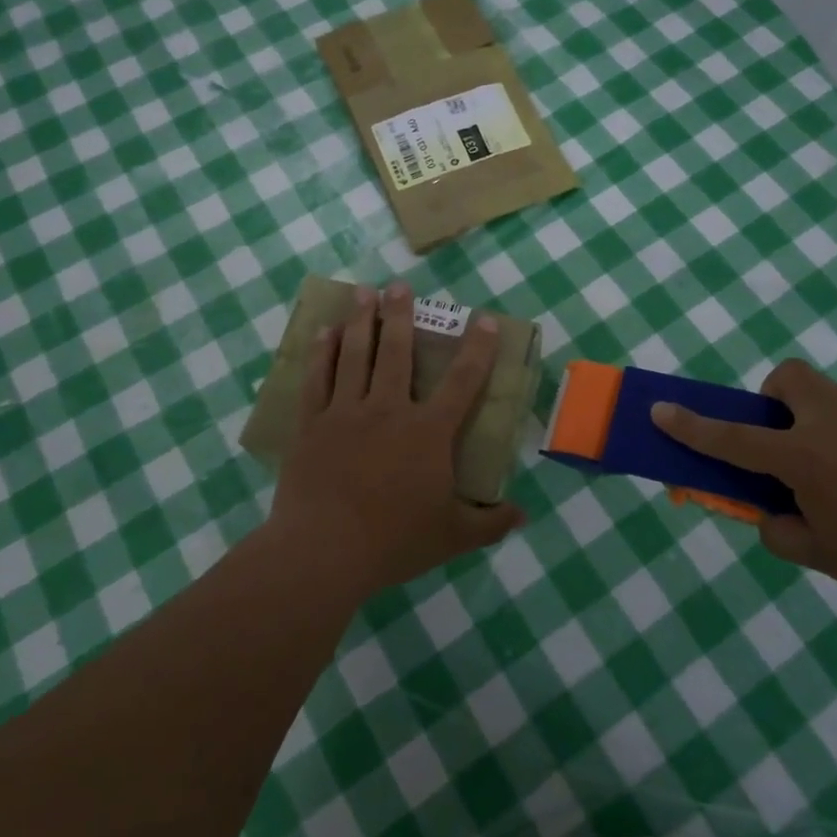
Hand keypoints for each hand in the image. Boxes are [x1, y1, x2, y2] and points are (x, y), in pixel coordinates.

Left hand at [268, 281, 523, 601]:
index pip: (462, 380)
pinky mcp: (313, 424)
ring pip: (356, 354)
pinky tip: (324, 333)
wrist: (323, 551)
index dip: (477, 348)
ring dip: (361, 320)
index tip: (483, 319)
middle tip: (399, 285)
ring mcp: (346, 412)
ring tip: (363, 292)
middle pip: (397, 351)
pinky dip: (322, 352)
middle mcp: (389, 410)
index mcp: (428, 432)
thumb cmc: (394, 541)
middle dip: (400, 314)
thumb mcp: (453, 536)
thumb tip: (523, 516)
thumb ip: (490, 523)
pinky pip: (318, 378)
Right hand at [652, 360, 836, 612]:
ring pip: (819, 393)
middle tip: (774, 445)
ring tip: (814, 472)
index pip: (732, 438)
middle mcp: (831, 425)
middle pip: (787, 379)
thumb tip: (772, 514)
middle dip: (769, 401)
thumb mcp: (821, 556)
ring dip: (800, 417)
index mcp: (803, 457)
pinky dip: (831, 438)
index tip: (660, 410)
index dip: (691, 426)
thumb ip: (781, 530)